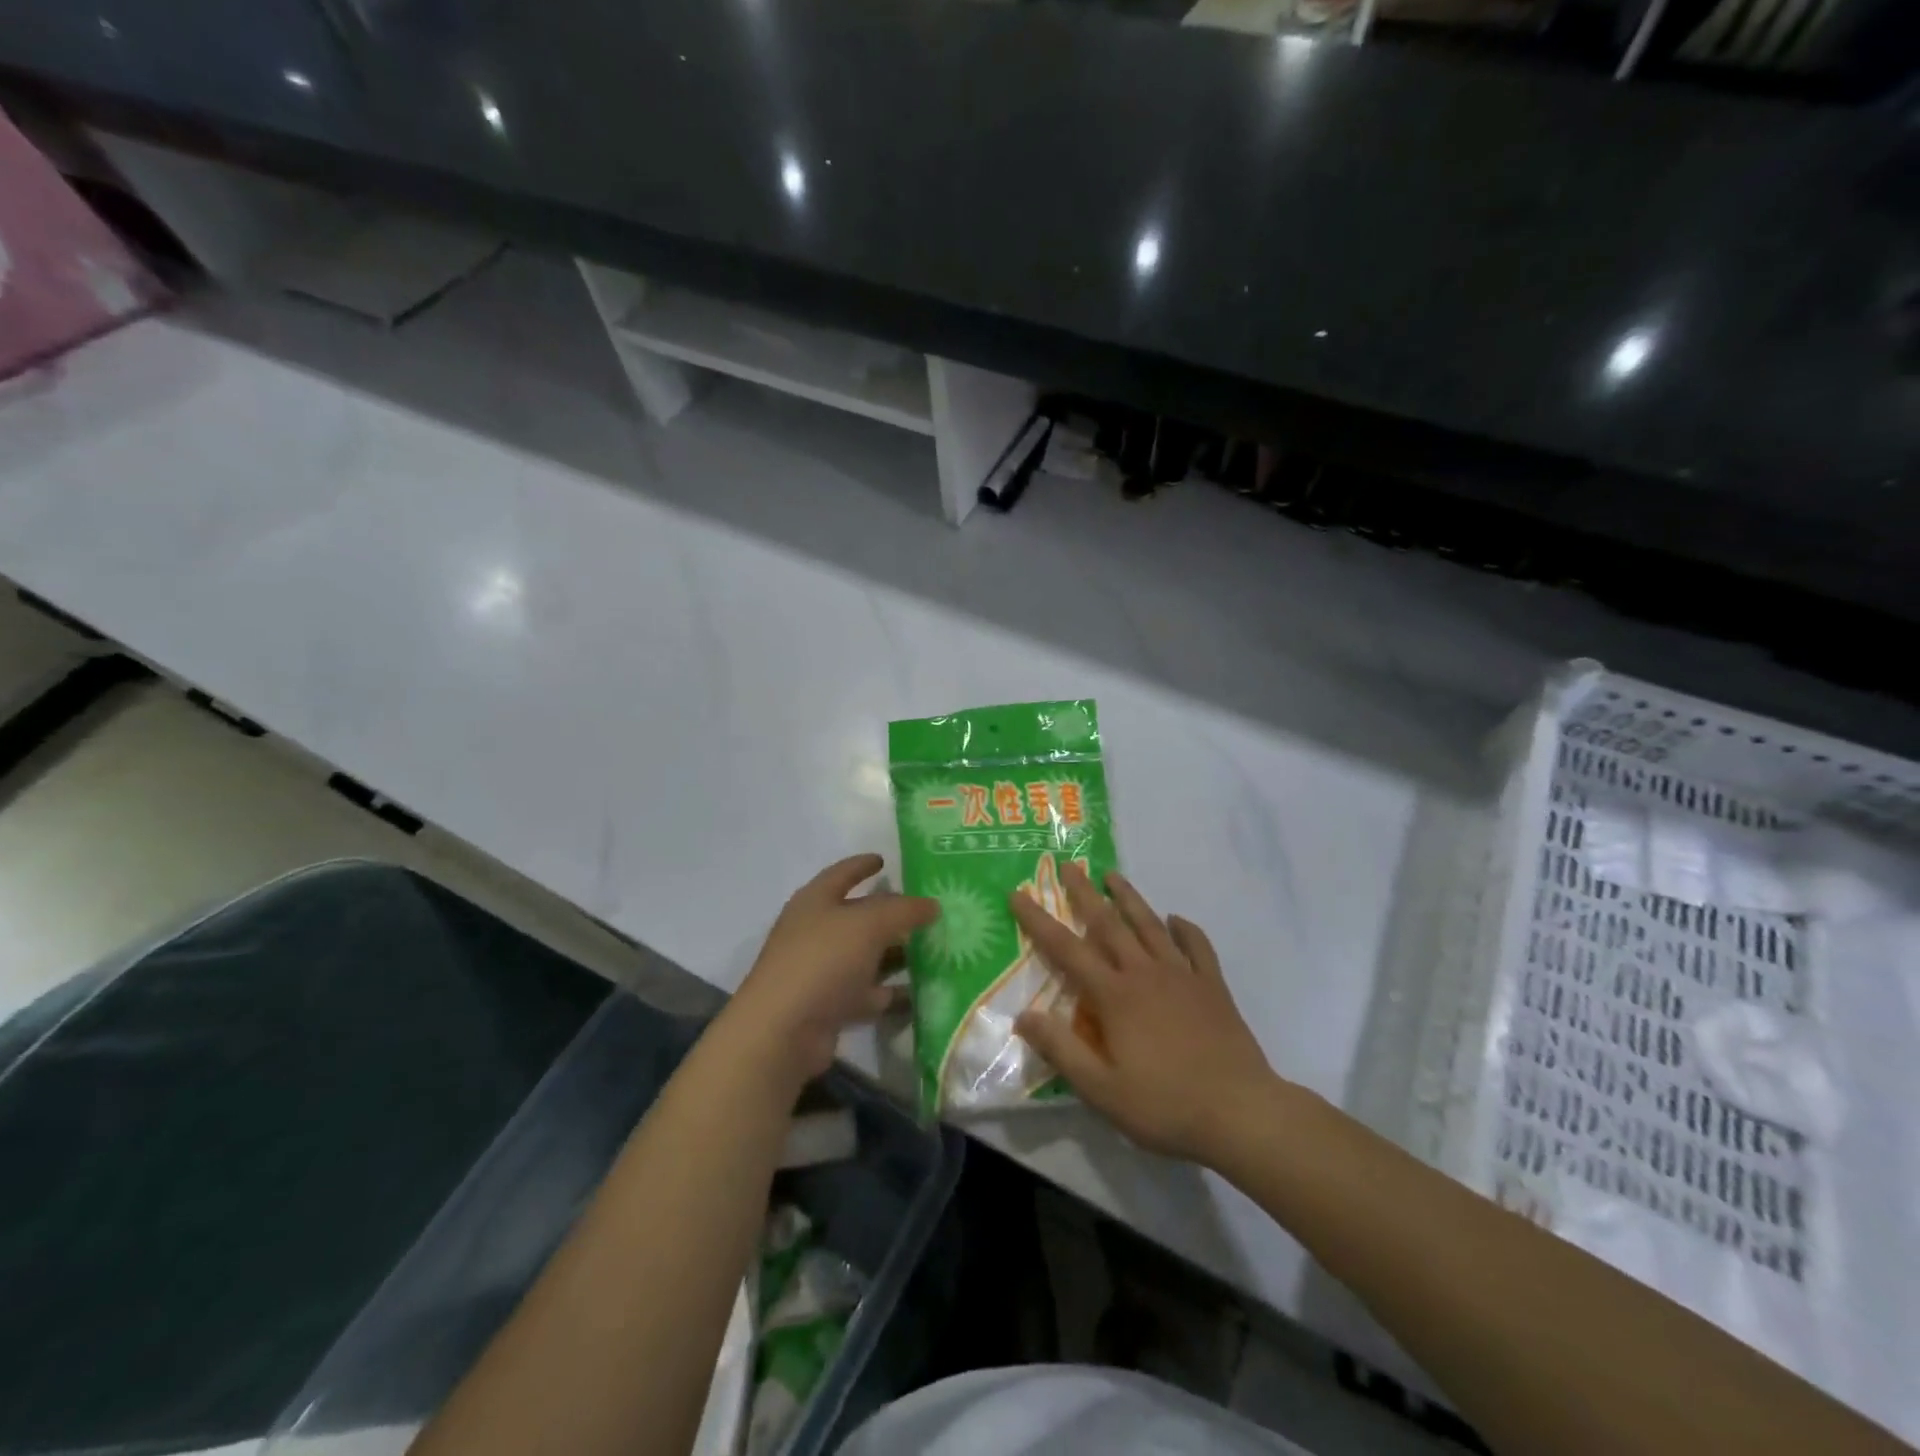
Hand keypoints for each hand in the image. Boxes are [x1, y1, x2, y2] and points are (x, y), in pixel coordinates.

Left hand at [725, 854, 937, 1093]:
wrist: (783, 1031)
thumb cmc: (823, 960)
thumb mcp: (869, 924)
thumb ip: (904, 910)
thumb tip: (932, 904)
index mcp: (815, 901)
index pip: (842, 874)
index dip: (863, 865)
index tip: (884, 860)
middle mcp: (816, 932)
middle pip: (859, 917)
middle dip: (892, 914)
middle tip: (928, 910)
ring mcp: (822, 971)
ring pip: (867, 956)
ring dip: (896, 954)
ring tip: (936, 950)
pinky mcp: (831, 1006)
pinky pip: (869, 993)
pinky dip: (892, 992)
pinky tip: (923, 992)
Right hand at [1011, 863, 1274, 1166]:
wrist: (1240, 1112)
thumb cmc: (1164, 1105)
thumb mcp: (1101, 1089)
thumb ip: (1060, 1049)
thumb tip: (1022, 1016)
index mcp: (1114, 996)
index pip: (1066, 949)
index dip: (1039, 921)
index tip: (1019, 894)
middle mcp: (1145, 974)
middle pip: (1109, 924)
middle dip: (1085, 893)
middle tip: (1069, 865)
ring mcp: (1182, 976)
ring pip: (1150, 926)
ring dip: (1129, 898)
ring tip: (1113, 876)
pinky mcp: (1213, 988)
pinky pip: (1198, 947)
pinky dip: (1186, 929)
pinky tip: (1177, 920)